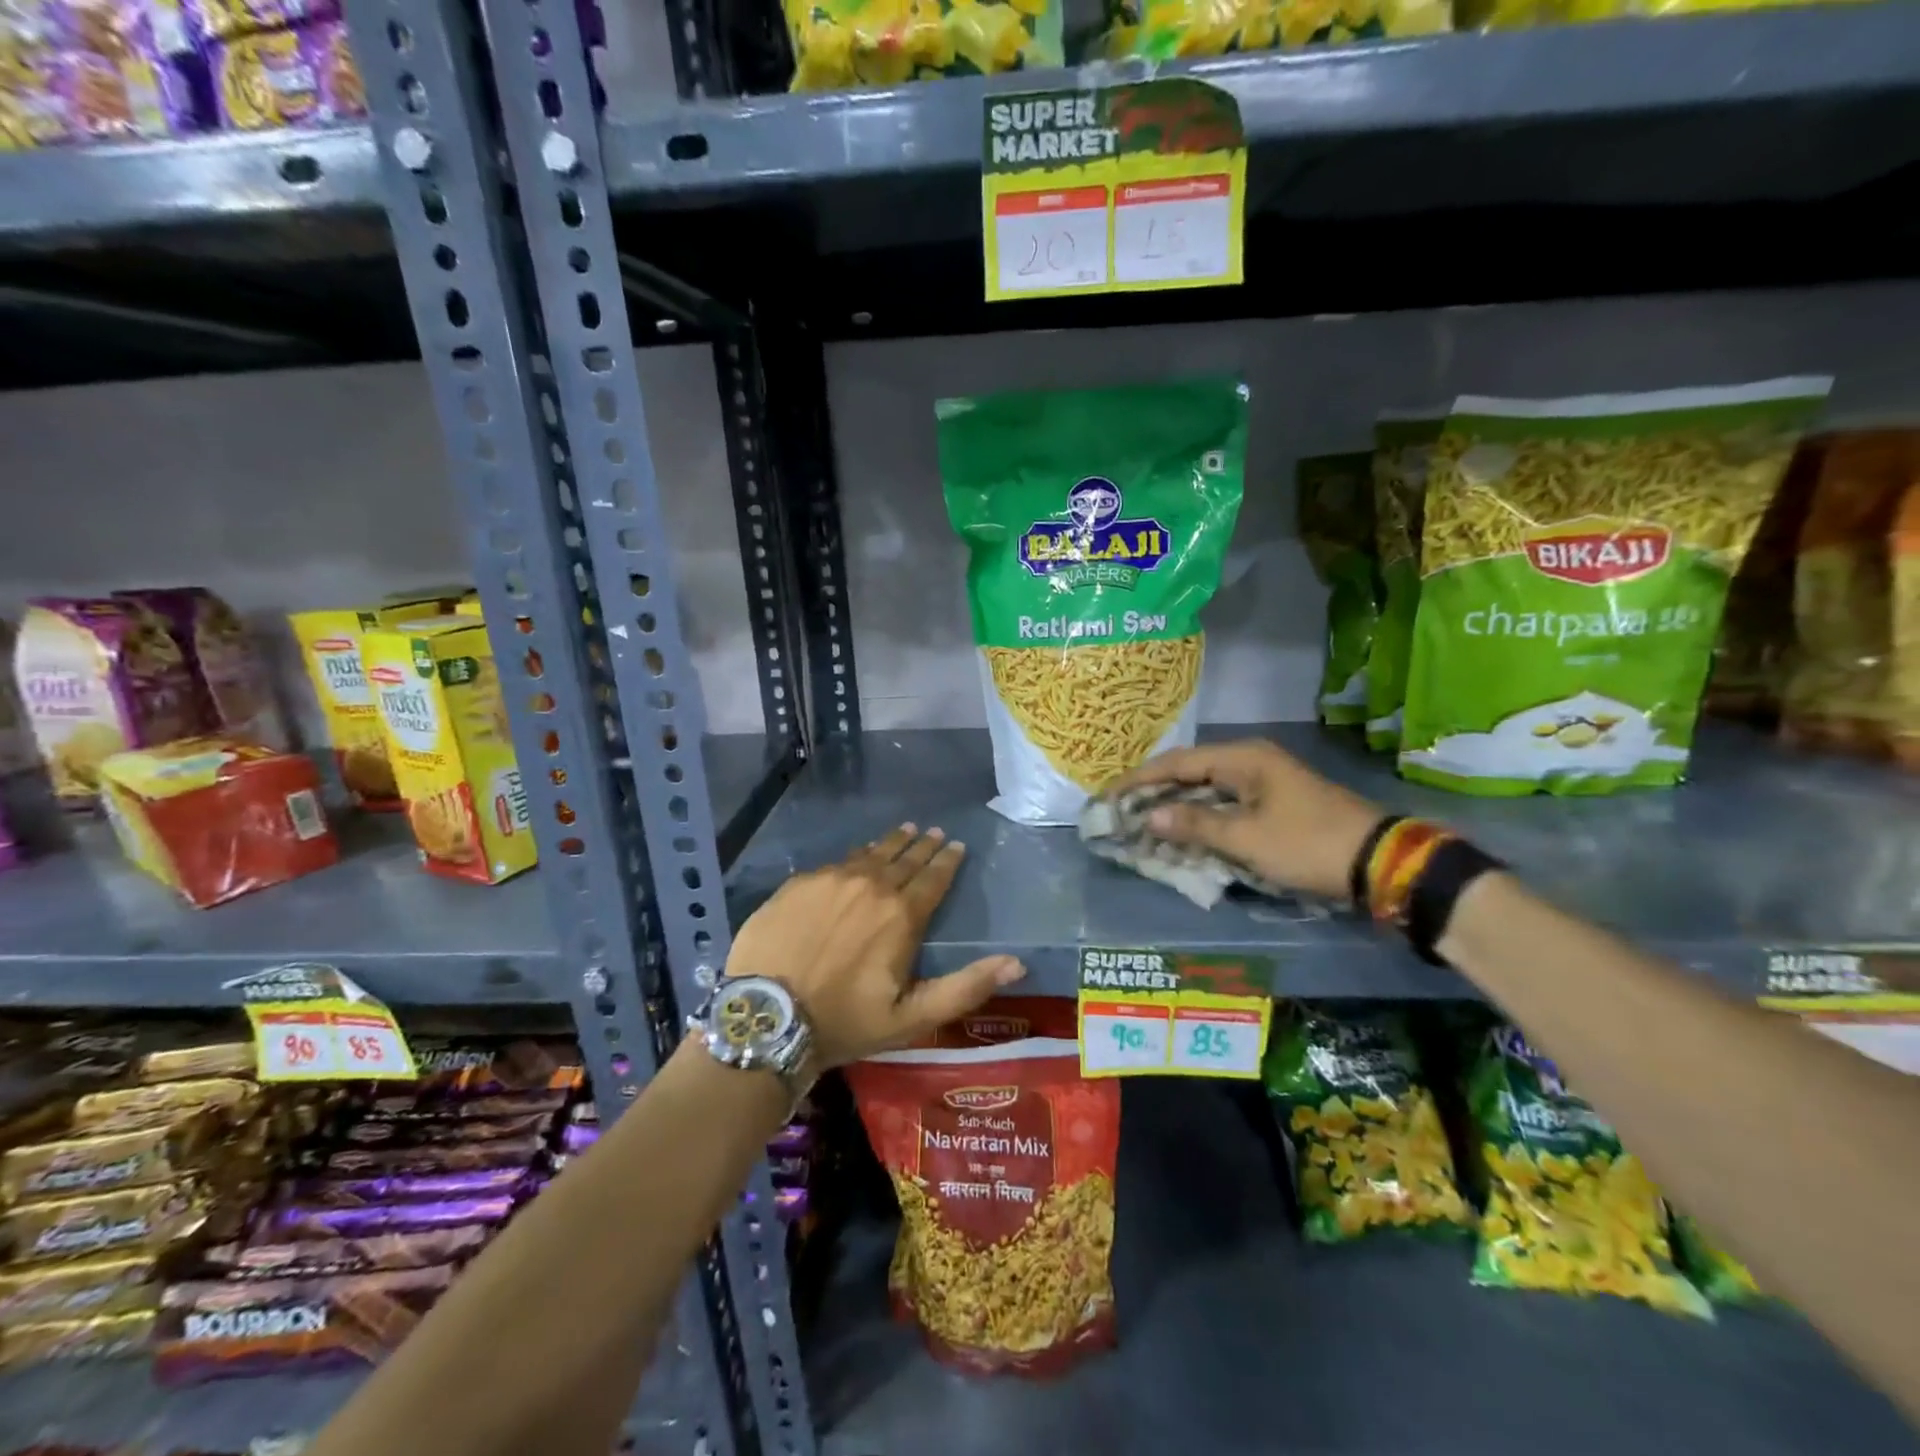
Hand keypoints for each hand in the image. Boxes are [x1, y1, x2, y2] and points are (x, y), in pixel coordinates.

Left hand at [726, 824, 1025, 1069]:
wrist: (767, 1016)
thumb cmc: (845, 1022)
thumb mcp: (912, 1017)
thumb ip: (965, 988)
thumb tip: (1017, 964)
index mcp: (901, 915)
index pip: (933, 878)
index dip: (947, 861)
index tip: (956, 846)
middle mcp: (871, 886)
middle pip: (904, 859)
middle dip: (923, 845)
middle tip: (934, 832)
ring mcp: (832, 879)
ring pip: (870, 854)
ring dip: (891, 843)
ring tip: (905, 830)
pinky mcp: (800, 883)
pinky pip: (837, 862)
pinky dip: (855, 856)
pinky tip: (857, 856)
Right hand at [1115, 739, 1382, 899]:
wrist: (1380, 863)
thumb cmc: (1307, 844)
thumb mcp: (1246, 838)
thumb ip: (1194, 825)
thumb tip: (1148, 815)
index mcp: (1243, 758)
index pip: (1177, 762)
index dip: (1140, 780)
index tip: (1108, 796)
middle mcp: (1250, 762)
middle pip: (1189, 772)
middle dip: (1154, 793)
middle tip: (1120, 812)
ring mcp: (1264, 782)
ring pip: (1206, 789)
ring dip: (1176, 807)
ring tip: (1142, 823)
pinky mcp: (1274, 804)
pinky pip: (1224, 804)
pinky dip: (1200, 817)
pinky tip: (1181, 832)